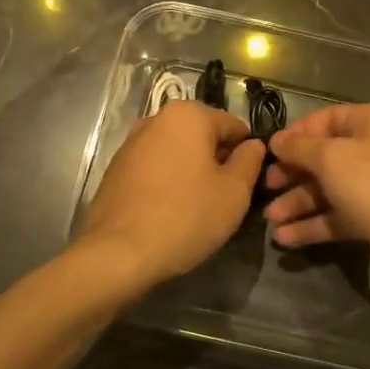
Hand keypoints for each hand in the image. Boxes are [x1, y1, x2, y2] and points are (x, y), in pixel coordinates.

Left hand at [76, 100, 265, 292]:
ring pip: (178, 152)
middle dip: (217, 162)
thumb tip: (253, 145)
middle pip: (203, 136)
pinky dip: (167, 182)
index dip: (247, 154)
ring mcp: (132, 143)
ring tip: (197, 208)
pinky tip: (170, 212)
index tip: (248, 184)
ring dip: (192, 172)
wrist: (117, 254)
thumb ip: (250, 161)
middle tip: (224, 199)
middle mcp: (157, 118)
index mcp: (189, 114)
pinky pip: (155, 168)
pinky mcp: (116, 169)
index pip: (234, 126)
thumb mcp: (235, 192)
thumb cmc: (185, 216)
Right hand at [263, 104, 369, 305]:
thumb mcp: (331, 158)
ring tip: (270, 219)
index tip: (270, 151)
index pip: (328, 119)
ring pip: (330, 189)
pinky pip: (339, 216)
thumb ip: (299, 148)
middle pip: (326, 156)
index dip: (297, 133)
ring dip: (299, 202)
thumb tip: (276, 140)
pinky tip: (286, 238)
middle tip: (266, 186)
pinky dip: (313, 224)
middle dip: (294, 172)